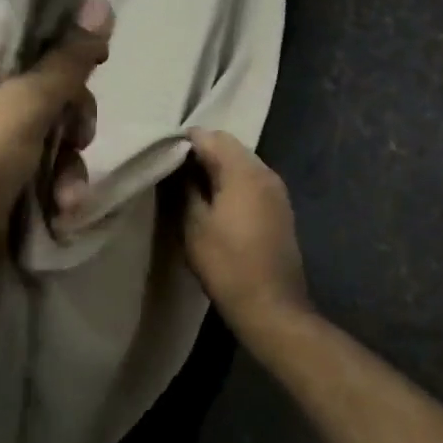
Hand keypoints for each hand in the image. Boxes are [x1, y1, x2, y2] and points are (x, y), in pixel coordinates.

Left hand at [0, 0, 113, 302]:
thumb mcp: (22, 108)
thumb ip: (67, 59)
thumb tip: (102, 2)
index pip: (23, 19)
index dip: (64, 33)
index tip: (99, 56)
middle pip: (43, 73)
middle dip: (71, 109)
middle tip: (80, 132)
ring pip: (47, 120)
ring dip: (68, 154)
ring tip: (68, 189)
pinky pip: (37, 157)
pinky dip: (53, 179)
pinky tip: (62, 207)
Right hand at [181, 129, 311, 336]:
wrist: (271, 306)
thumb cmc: (227, 263)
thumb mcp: (194, 224)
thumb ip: (184, 188)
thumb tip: (178, 167)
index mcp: (244, 171)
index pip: (210, 137)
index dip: (184, 141)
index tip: (162, 153)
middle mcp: (265, 172)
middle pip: (229, 146)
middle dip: (201, 152)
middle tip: (172, 169)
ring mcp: (276, 190)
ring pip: (242, 163)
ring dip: (217, 167)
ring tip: (190, 185)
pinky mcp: (280, 208)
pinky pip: (252, 181)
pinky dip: (232, 182)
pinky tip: (214, 200)